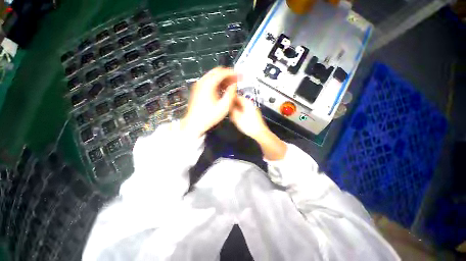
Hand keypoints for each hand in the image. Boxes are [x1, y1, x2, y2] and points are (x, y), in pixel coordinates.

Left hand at [181, 67, 238, 136]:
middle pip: (217, 71)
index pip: (222, 72)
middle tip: (236, 80)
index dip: (233, 73)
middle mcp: (202, 82)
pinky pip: (209, 81)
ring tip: (231, 85)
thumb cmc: (209, 117)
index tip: (240, 76)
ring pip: (213, 76)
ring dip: (223, 79)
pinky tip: (222, 90)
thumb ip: (231, 93)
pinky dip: (217, 83)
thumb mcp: (224, 107)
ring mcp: (198, 85)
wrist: (194, 123)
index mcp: (208, 84)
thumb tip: (234, 85)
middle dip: (228, 75)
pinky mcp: (198, 90)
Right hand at [230, 96, 286, 160]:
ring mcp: (253, 110)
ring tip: (232, 116)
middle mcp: (251, 104)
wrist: (260, 132)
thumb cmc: (248, 125)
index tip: (226, 104)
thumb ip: (232, 110)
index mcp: (247, 102)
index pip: (237, 97)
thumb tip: (228, 107)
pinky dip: (241, 114)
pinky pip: (246, 112)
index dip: (230, 100)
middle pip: (240, 102)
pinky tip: (238, 120)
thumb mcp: (237, 117)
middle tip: (228, 112)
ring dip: (237, 111)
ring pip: (242, 108)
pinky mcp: (254, 115)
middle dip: (233, 106)